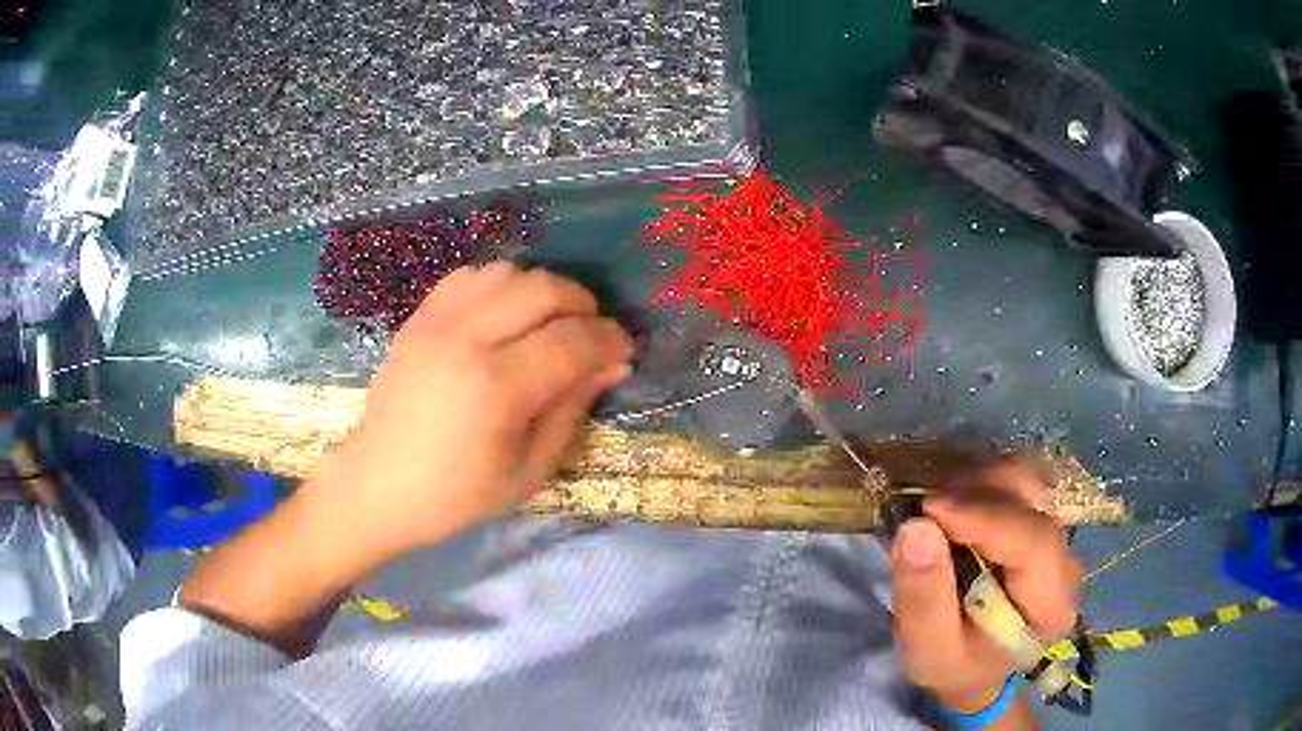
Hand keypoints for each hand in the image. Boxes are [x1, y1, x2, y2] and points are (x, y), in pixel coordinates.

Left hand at [309, 262, 632, 561]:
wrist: (378, 485)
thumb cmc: (455, 495)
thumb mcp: (527, 471)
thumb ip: (571, 411)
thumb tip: (611, 365)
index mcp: (497, 388)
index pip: (573, 340)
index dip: (609, 339)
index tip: (623, 350)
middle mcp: (467, 340)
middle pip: (544, 289)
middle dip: (583, 304)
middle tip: (591, 334)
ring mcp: (436, 323)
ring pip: (507, 272)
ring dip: (541, 290)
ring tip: (548, 322)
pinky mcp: (418, 319)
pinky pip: (468, 276)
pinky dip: (499, 285)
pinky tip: (503, 314)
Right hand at [889, 460, 1082, 713]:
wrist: (976, 668)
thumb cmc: (954, 666)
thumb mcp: (929, 650)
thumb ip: (924, 598)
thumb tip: (916, 527)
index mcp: (1051, 603)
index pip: (1034, 541)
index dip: (984, 518)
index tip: (928, 509)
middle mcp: (1065, 558)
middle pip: (1032, 497)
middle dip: (975, 492)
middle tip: (923, 508)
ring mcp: (1055, 531)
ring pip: (1022, 478)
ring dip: (973, 482)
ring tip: (933, 508)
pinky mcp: (1039, 518)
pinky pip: (1011, 482)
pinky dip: (976, 482)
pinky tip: (948, 504)